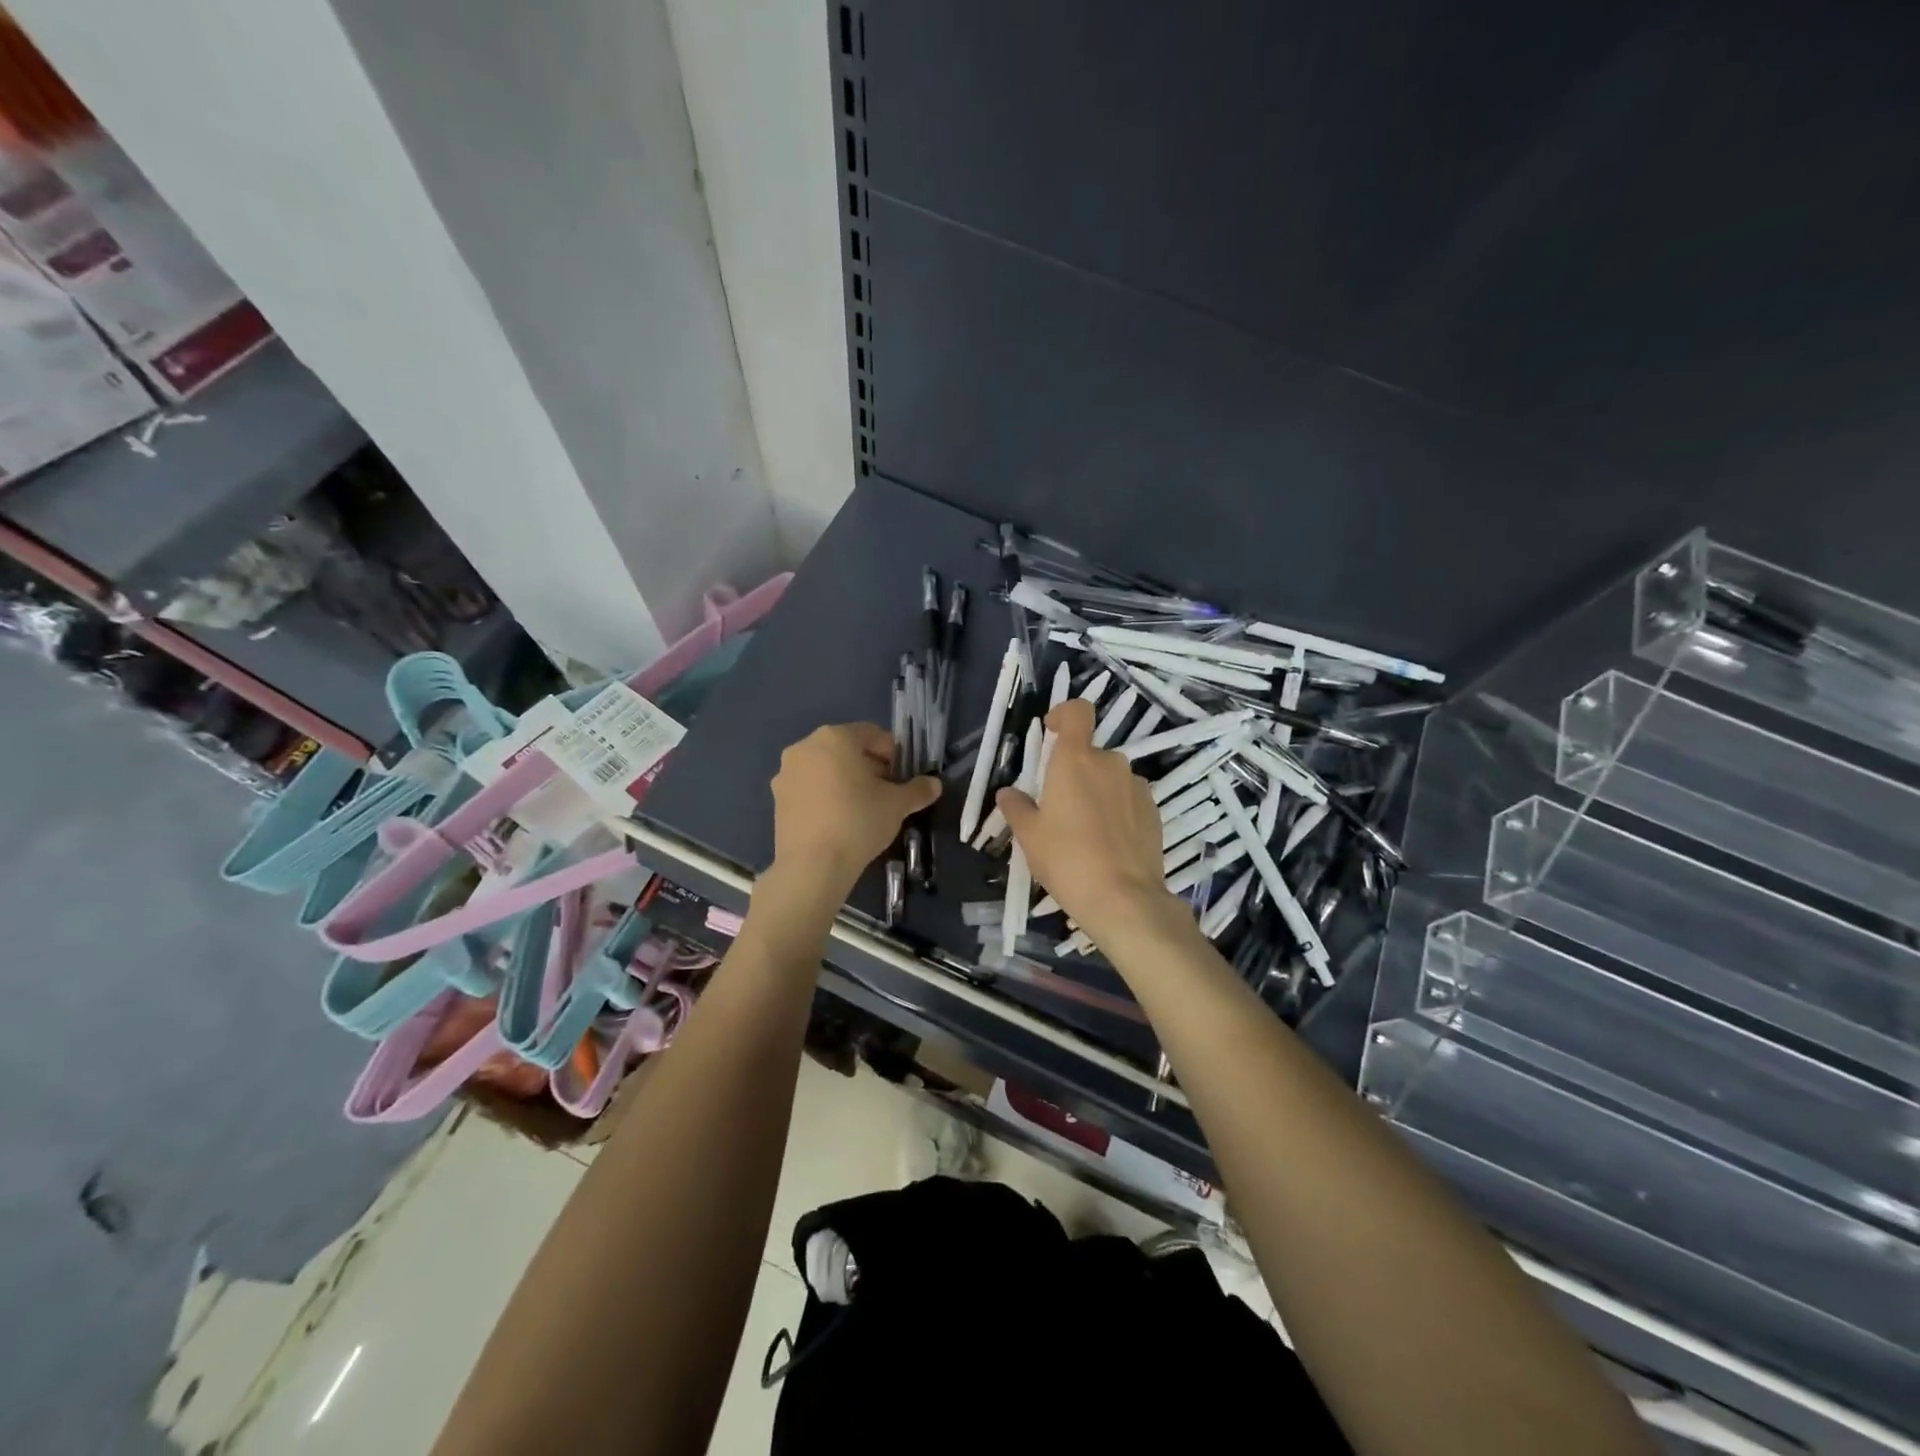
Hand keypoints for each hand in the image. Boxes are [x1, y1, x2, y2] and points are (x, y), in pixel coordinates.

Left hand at [771, 723, 939, 897]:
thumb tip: (935, 785)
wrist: (813, 866)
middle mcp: (806, 747)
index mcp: (835, 738)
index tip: (902, 777)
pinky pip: (809, 788)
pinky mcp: (777, 798)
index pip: (872, 734)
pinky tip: (838, 820)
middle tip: (885, 792)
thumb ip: (918, 790)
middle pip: (846, 748)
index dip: (893, 754)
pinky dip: (825, 795)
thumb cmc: (859, 822)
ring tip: (861, 808)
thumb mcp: (897, 805)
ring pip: (825, 768)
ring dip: (845, 780)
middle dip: (868, 766)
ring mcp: (787, 773)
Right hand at [996, 699, 1183, 944]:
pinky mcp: (1155, 812)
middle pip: (1090, 753)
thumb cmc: (1066, 859)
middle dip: (1074, 772)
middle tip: (1058, 808)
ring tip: (1085, 832)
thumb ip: (1016, 807)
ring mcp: (1137, 787)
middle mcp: (1110, 763)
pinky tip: (1108, 845)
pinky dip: (1117, 811)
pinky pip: (1129, 800)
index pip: (1077, 712)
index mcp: (1075, 760)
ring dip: (1097, 792)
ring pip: (1110, 779)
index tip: (1051, 732)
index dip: (1064, 714)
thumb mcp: (1029, 835)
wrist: (1124, 899)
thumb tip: (1008, 793)